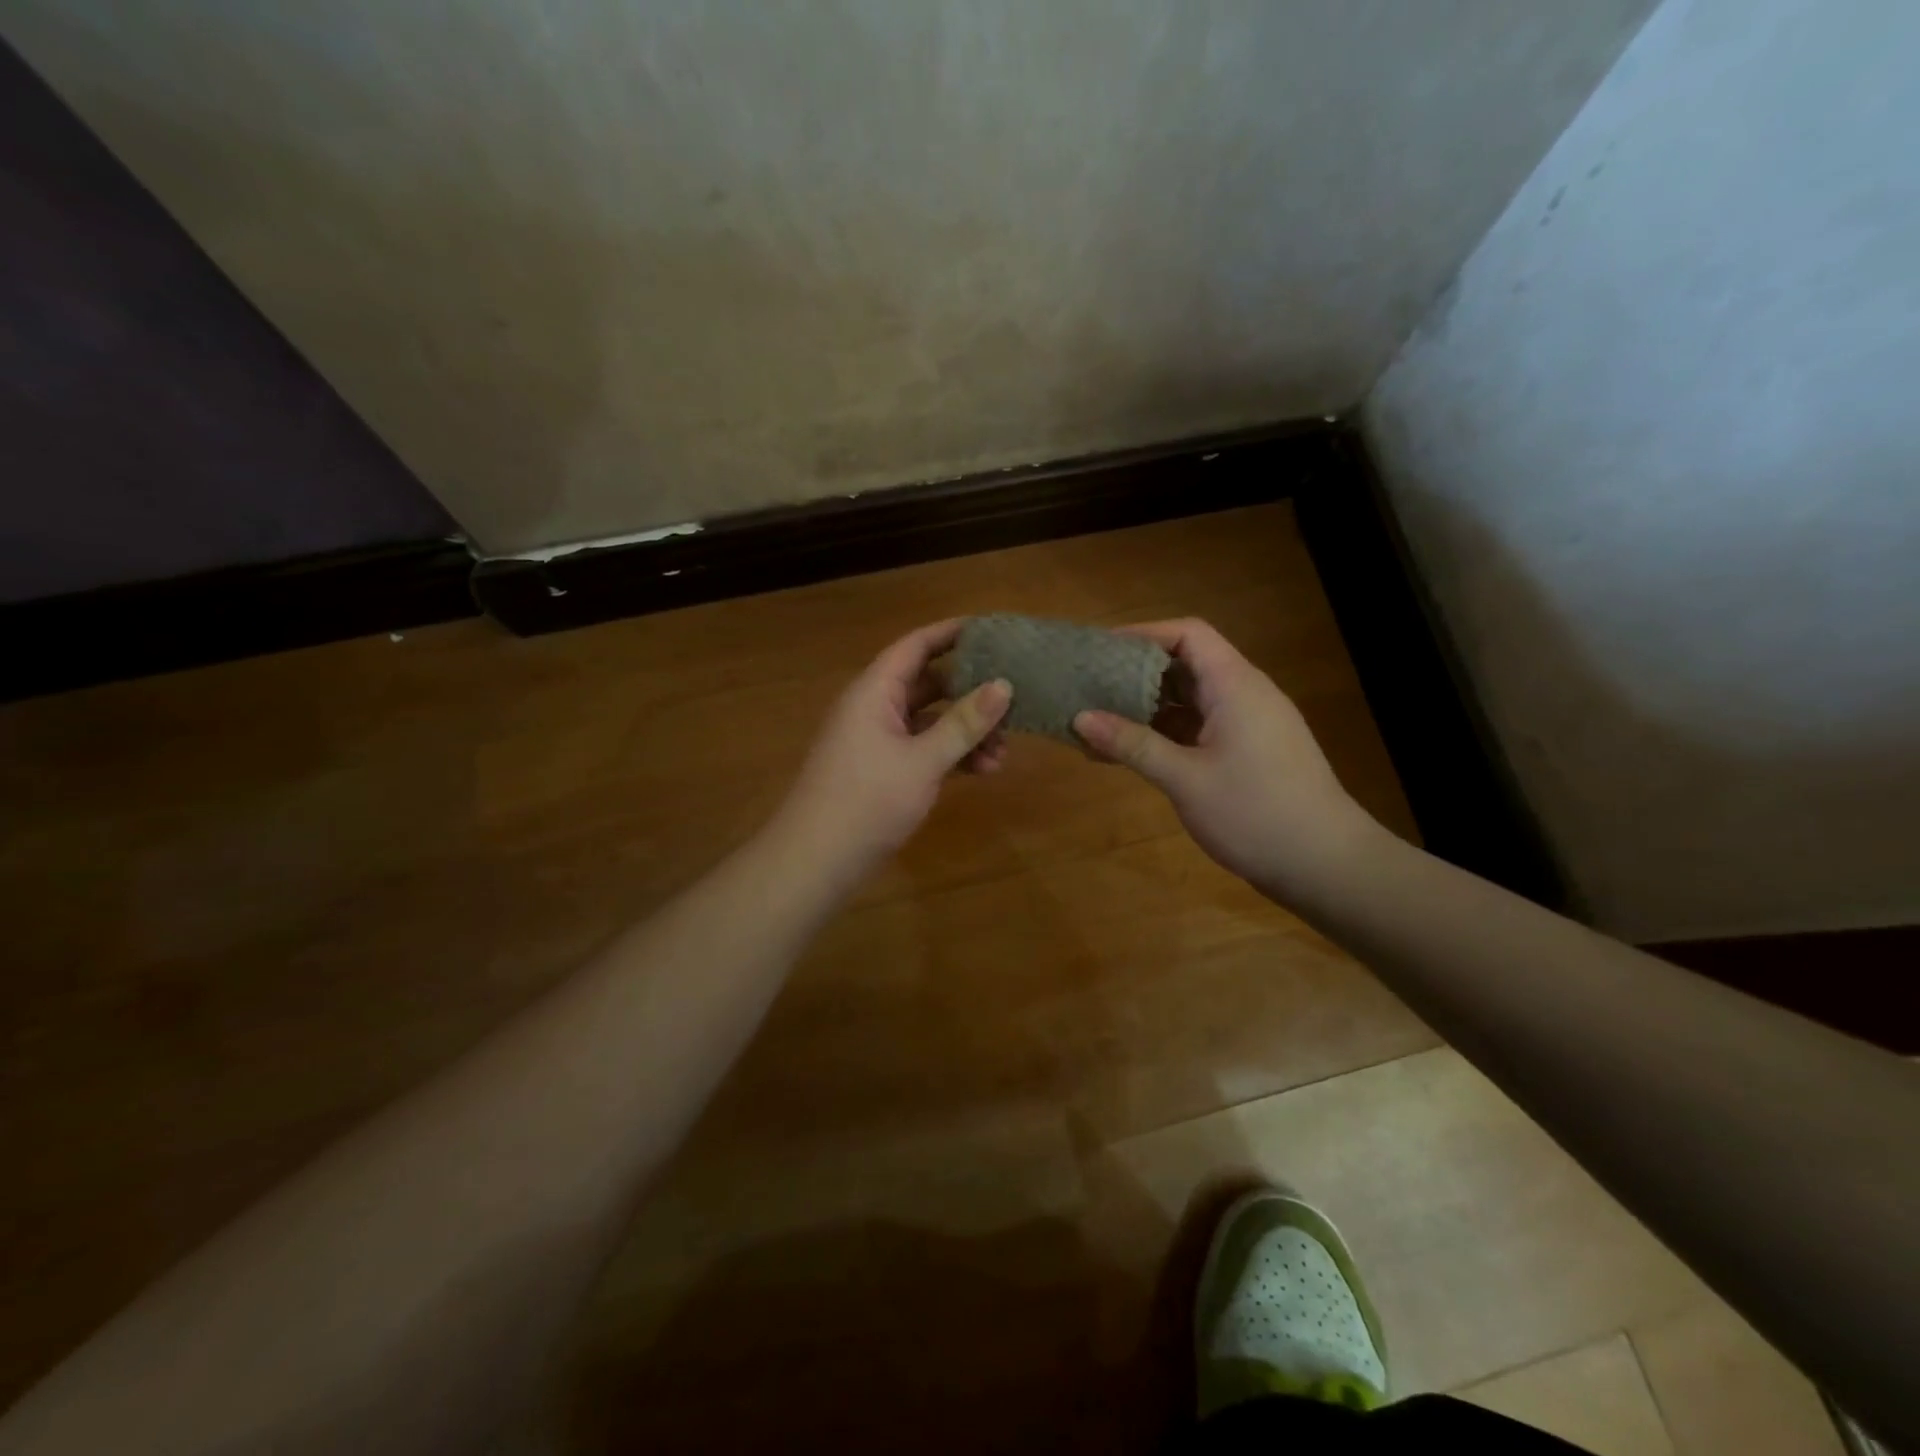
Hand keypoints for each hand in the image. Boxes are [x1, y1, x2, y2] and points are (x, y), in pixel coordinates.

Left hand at [774, 619, 1010, 881]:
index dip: (953, 633)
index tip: (994, 630)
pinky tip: (982, 771)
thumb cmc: (868, 800)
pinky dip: (951, 755)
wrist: (817, 859)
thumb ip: (964, 723)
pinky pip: (923, 747)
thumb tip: (1004, 685)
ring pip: (930, 720)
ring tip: (1004, 753)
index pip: (917, 645)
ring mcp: (878, 738)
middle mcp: (875, 706)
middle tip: (1012, 698)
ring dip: (966, 732)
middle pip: (929, 683)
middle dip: (971, 693)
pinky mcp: (883, 768)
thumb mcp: (923, 761)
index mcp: (875, 691)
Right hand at [1073, 618, 1380, 894]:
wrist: (1326, 866)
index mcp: (1234, 685)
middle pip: (1186, 665)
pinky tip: (1129, 754)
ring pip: (1190, 701)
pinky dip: (1164, 735)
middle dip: (1136, 674)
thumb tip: (1080, 718)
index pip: (1188, 634)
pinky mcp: (1248, 754)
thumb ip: (1132, 745)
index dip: (1143, 634)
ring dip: (1147, 709)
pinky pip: (1199, 729)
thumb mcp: (1185, 779)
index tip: (1100, 651)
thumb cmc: (1255, 813)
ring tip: (1098, 722)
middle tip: (1089, 687)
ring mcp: (1248, 726)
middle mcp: (1243, 695)